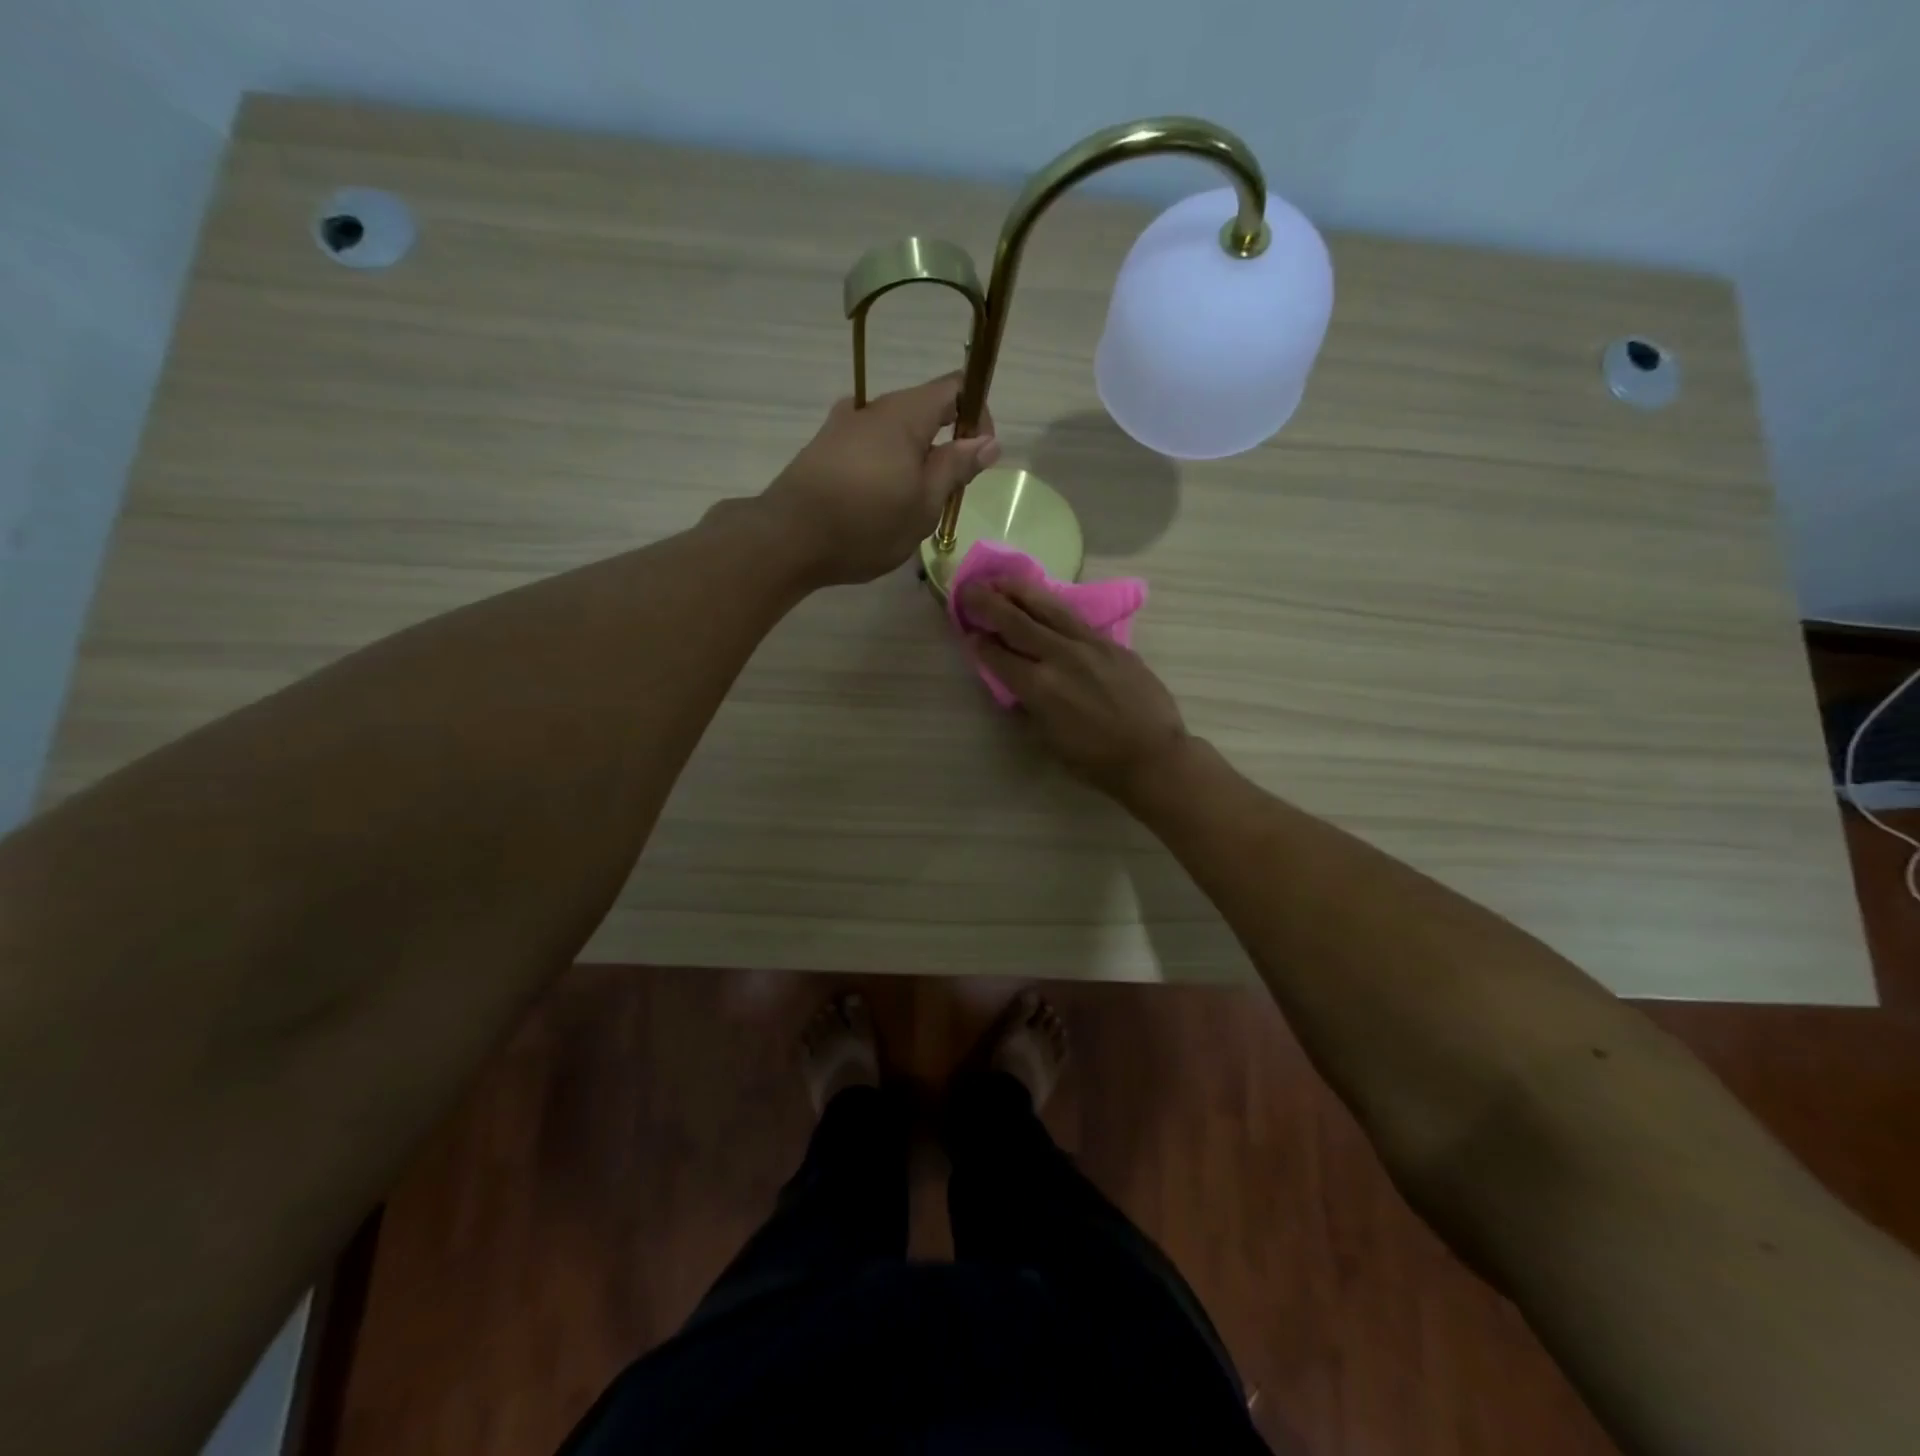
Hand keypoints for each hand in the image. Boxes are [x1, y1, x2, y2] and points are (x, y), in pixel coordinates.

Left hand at [759, 374, 1000, 586]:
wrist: (788, 539)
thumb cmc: (866, 524)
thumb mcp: (924, 504)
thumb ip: (956, 467)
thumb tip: (988, 440)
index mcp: (905, 414)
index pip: (955, 387)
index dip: (977, 414)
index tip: (978, 457)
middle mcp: (873, 408)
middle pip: (924, 410)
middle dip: (944, 445)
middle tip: (944, 494)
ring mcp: (843, 425)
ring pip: (895, 432)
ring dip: (913, 460)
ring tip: (908, 506)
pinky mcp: (824, 448)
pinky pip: (869, 446)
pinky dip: (884, 466)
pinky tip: (876, 501)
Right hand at [961, 578, 1189, 799]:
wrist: (1152, 754)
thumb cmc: (1095, 760)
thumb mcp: (1049, 739)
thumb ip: (1029, 704)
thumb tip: (1016, 682)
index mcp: (1039, 687)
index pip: (999, 656)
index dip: (979, 642)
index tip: (968, 631)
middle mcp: (1059, 657)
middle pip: (1016, 621)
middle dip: (988, 603)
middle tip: (969, 590)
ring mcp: (1088, 644)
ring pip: (1047, 607)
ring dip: (1019, 591)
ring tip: (1001, 580)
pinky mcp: (1110, 642)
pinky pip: (1073, 617)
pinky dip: (1051, 604)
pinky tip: (1042, 599)